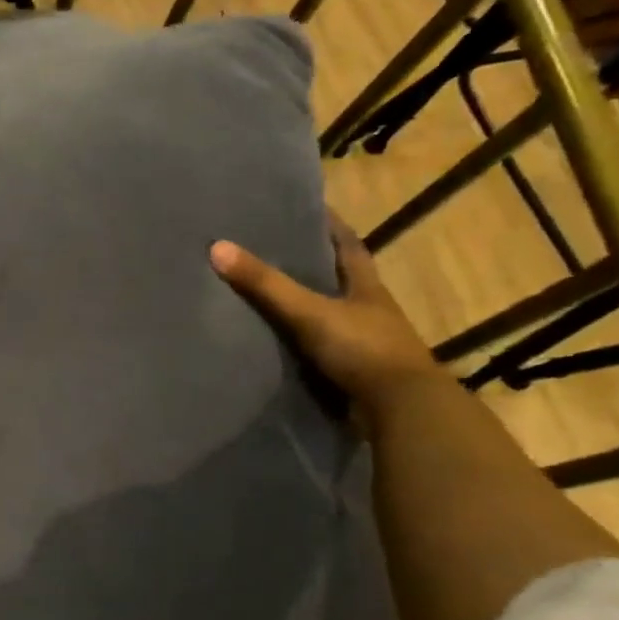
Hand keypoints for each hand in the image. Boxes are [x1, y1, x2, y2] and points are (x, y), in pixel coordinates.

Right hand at [209, 213, 442, 421]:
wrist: (401, 412)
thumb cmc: (362, 349)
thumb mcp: (309, 311)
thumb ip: (266, 284)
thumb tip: (217, 247)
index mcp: (366, 287)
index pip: (348, 245)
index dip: (330, 226)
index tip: (307, 208)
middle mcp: (368, 310)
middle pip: (338, 279)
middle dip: (311, 265)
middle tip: (272, 250)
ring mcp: (363, 343)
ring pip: (329, 315)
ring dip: (304, 307)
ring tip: (264, 294)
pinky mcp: (352, 373)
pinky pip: (320, 349)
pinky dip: (300, 344)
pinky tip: (275, 342)